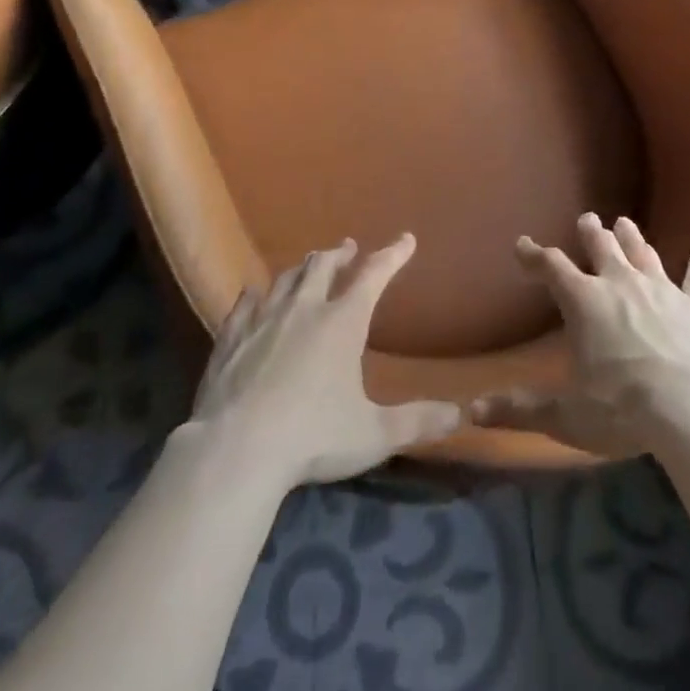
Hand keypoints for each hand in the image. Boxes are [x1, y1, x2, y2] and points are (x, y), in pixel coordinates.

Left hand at [188, 234, 461, 486]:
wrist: (236, 451)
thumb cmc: (313, 438)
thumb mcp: (373, 434)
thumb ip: (416, 422)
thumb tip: (458, 414)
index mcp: (342, 322)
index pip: (374, 275)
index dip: (392, 255)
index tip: (406, 239)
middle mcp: (304, 309)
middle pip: (323, 266)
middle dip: (339, 254)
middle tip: (348, 248)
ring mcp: (263, 319)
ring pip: (285, 279)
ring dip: (302, 268)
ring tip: (308, 266)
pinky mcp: (231, 338)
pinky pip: (245, 304)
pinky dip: (256, 295)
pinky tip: (254, 295)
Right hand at [472, 212, 689, 458]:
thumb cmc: (623, 409)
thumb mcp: (566, 415)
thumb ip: (521, 410)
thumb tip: (473, 411)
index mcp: (584, 301)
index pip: (551, 267)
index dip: (534, 255)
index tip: (522, 245)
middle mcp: (620, 283)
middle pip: (601, 247)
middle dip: (591, 232)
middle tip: (587, 219)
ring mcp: (662, 289)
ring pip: (643, 253)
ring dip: (633, 238)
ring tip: (625, 223)